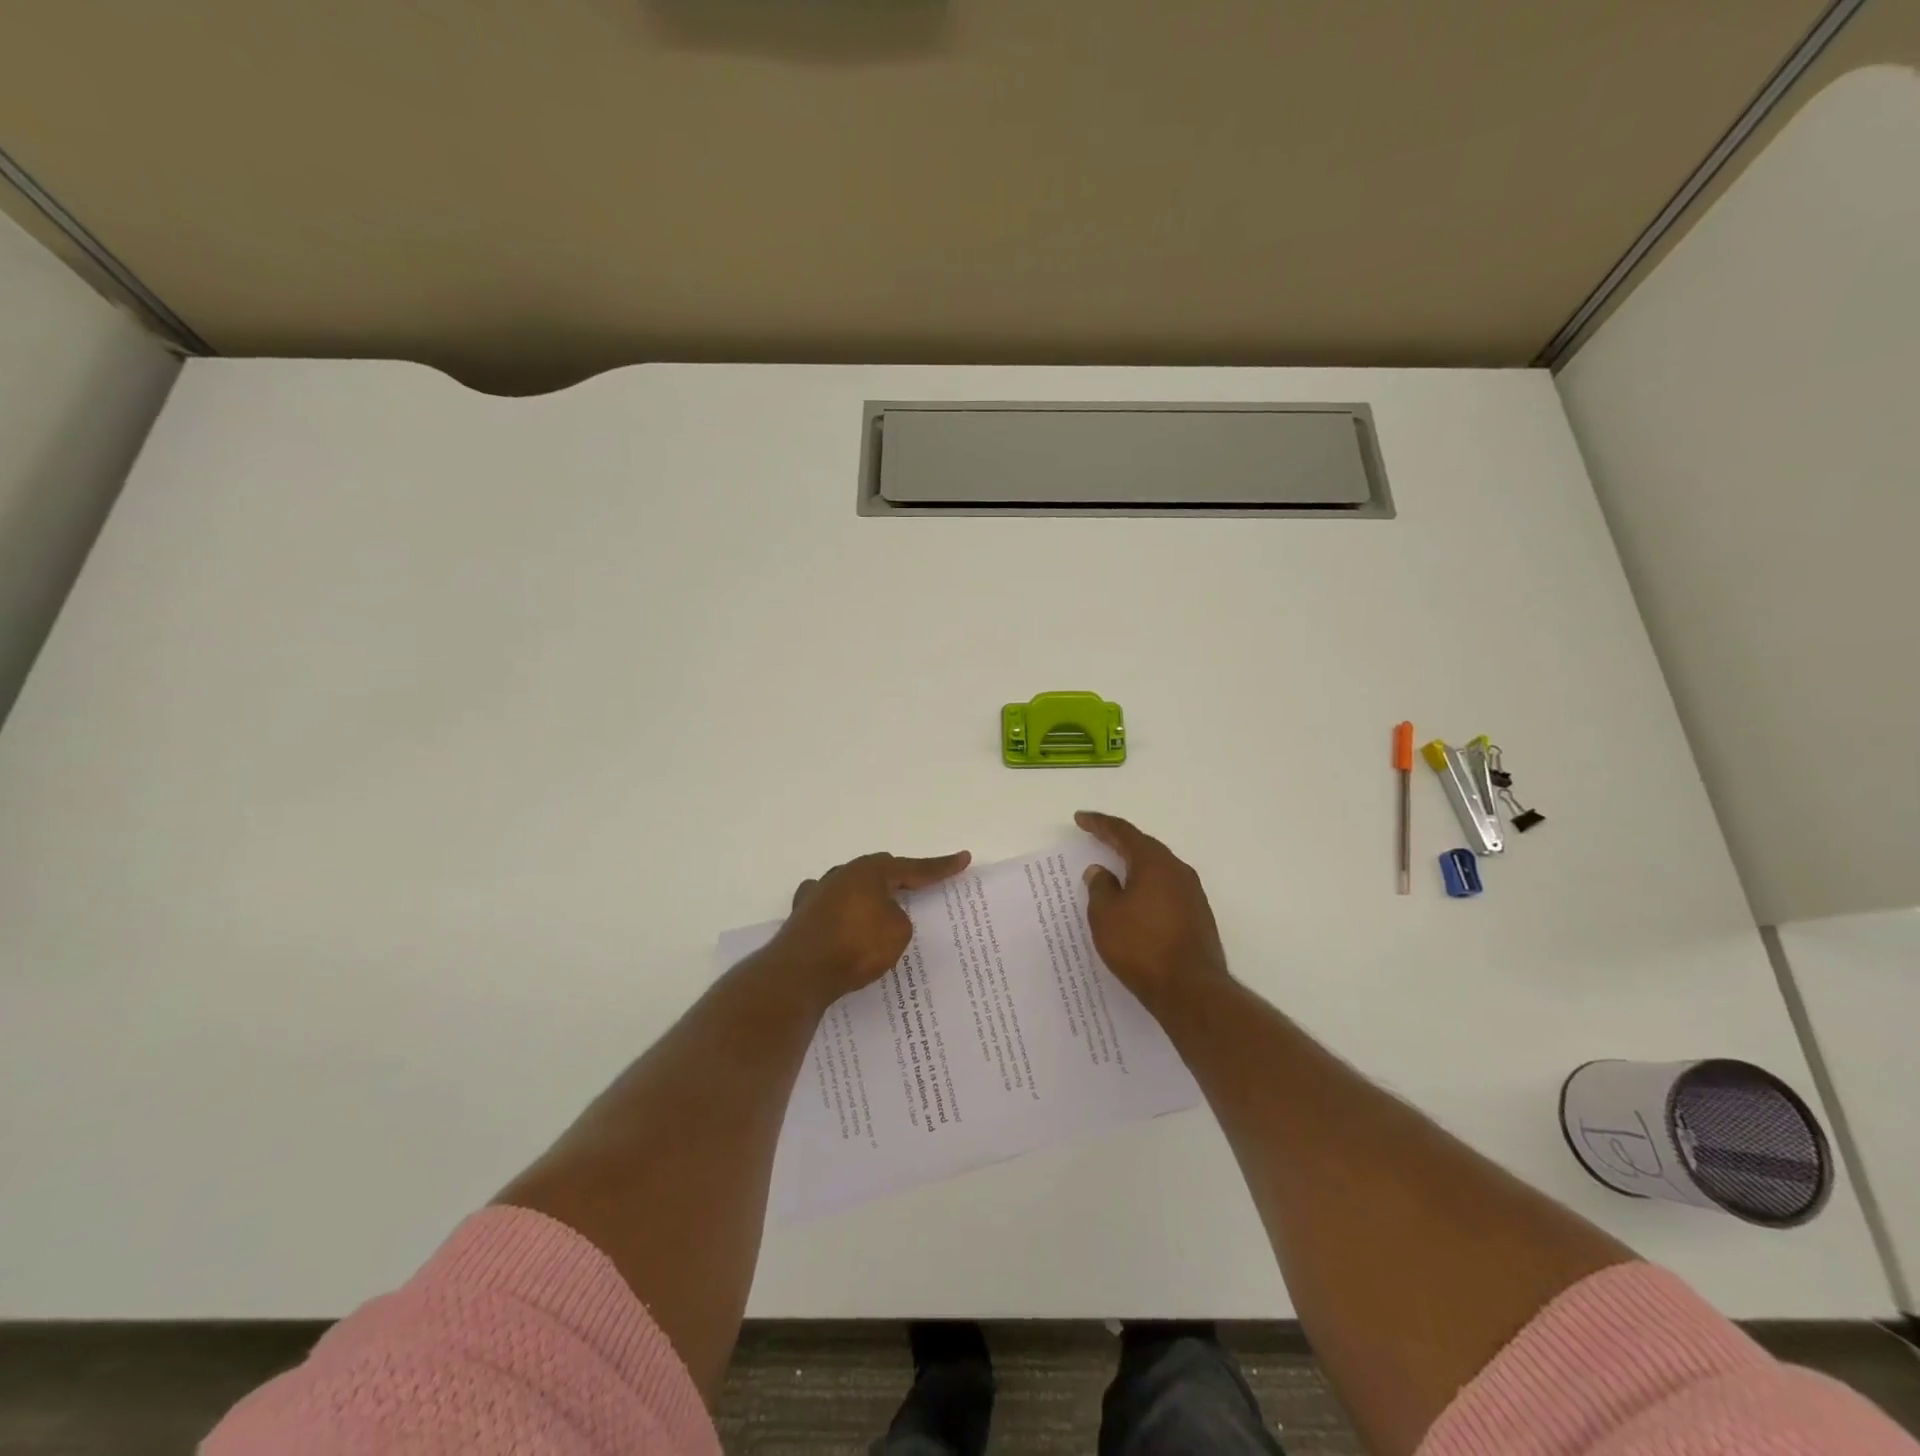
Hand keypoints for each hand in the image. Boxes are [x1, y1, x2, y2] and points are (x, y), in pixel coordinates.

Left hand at [770, 851, 972, 1003]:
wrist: (800, 973)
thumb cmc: (856, 946)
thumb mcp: (898, 932)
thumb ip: (899, 917)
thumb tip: (883, 916)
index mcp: (869, 871)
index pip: (913, 868)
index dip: (940, 866)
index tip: (963, 858)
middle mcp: (842, 874)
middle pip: (878, 871)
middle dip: (900, 878)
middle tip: (919, 886)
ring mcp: (817, 894)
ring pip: (851, 887)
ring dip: (868, 896)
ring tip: (880, 909)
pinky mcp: (802, 916)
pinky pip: (831, 909)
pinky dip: (843, 915)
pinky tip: (843, 922)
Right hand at [1077, 811, 1228, 1013]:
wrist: (1191, 990)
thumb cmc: (1141, 947)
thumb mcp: (1106, 915)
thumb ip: (1100, 887)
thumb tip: (1101, 871)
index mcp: (1154, 863)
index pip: (1123, 833)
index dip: (1099, 824)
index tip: (1081, 819)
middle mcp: (1178, 871)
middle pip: (1144, 847)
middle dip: (1119, 841)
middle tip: (1096, 837)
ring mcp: (1192, 894)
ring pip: (1157, 869)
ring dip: (1134, 865)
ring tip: (1114, 868)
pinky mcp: (1197, 916)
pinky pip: (1165, 889)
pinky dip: (1146, 886)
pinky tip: (1135, 899)